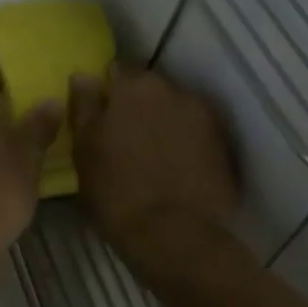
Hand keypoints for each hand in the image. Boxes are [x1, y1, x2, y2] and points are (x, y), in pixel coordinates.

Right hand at [69, 65, 239, 277]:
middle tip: (120, 134)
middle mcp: (174, 92)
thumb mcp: (84, 149)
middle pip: (149, 88)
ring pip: (173, 110)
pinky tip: (171, 167)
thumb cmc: (115, 191)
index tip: (99, 110)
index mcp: (135, 88)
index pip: (117, 70)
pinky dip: (182, 143)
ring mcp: (204, 118)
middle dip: (136, 104)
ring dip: (160, 123)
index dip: (106, 89)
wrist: (175, 236)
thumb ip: (84, 107)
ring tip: (147, 153)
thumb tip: (83, 76)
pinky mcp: (223, 146)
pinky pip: (194, 134)